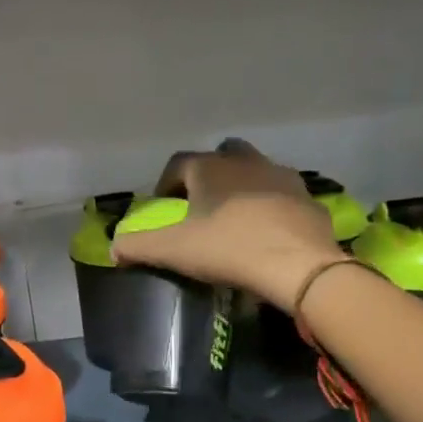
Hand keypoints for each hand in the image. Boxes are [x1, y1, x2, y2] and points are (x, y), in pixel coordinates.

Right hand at [110, 140, 345, 312]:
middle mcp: (246, 162)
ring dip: (242, 186)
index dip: (166, 183)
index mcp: (210, 167)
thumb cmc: (229, 248)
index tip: (164, 207)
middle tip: (201, 204)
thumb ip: (138, 246)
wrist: (299, 266)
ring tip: (235, 217)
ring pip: (256, 171)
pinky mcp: (309, 199)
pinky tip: (268, 232)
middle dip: (208, 174)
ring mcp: (282, 177)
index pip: (178, 163)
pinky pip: (283, 196)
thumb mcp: (173, 250)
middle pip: (222, 155)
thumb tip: (113, 248)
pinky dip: (272, 207)